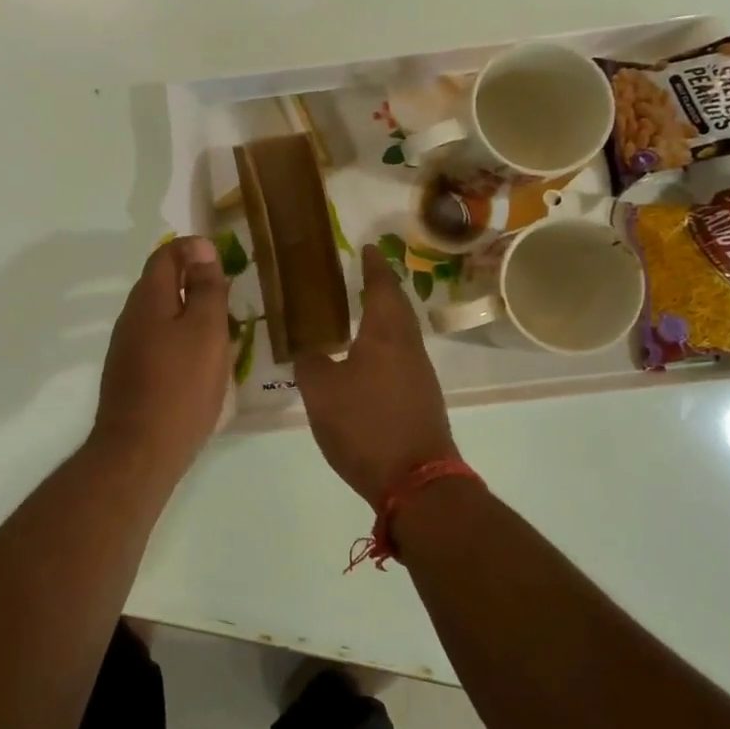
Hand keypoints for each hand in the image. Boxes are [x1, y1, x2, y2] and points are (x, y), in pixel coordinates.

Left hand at [91, 236, 232, 479]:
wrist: (140, 451)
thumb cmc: (181, 386)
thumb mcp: (205, 331)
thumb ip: (205, 288)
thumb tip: (200, 247)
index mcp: (148, 299)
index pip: (165, 255)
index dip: (193, 249)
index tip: (224, 259)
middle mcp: (130, 318)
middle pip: (160, 284)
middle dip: (193, 281)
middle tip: (229, 295)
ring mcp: (126, 348)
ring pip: (160, 315)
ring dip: (188, 312)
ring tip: (221, 328)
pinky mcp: (130, 375)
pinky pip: (157, 342)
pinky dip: (180, 339)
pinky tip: (199, 361)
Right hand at [295, 244, 456, 506]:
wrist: (415, 480)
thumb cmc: (365, 425)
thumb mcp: (321, 391)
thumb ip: (310, 362)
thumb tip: (308, 348)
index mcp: (385, 335)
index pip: (382, 287)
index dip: (373, 266)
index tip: (368, 248)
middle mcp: (409, 348)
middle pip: (398, 309)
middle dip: (382, 289)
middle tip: (362, 277)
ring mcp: (420, 376)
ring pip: (401, 335)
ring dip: (384, 319)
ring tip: (359, 315)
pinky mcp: (422, 401)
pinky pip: (401, 359)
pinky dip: (384, 348)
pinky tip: (367, 361)